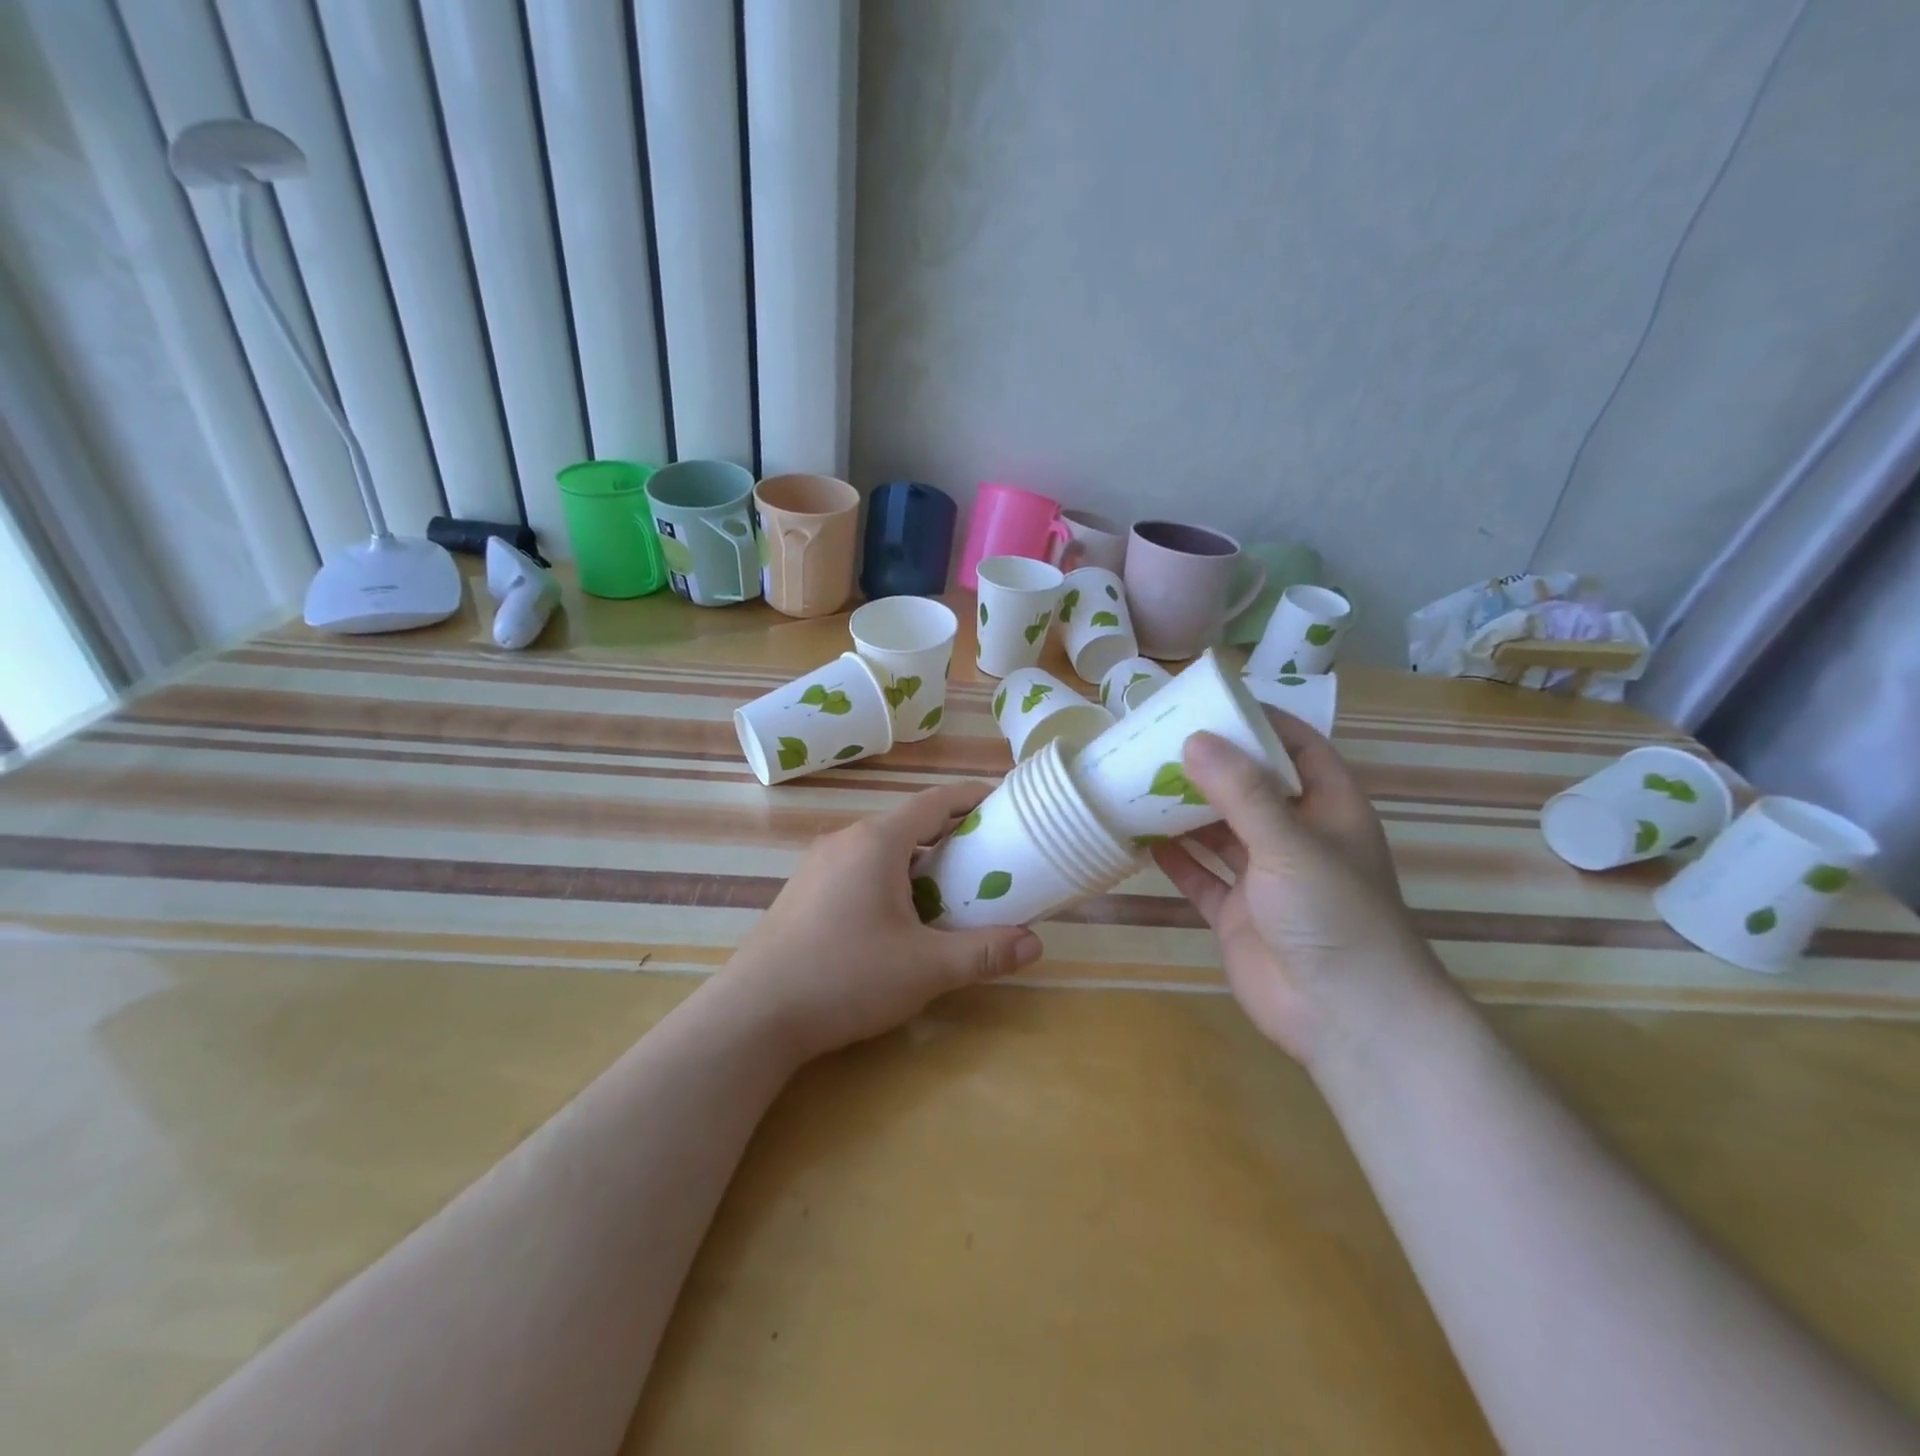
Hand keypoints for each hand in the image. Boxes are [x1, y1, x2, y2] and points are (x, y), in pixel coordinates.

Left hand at [720, 782, 1043, 1060]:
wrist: (753, 1015)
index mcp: (876, 841)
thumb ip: (983, 953)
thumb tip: (1035, 945)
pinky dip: (889, 876)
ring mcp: (817, 864)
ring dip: (918, 859)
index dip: (972, 797)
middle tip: (987, 857)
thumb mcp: (924, 968)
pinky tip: (897, 916)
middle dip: (950, 834)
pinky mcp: (802, 891)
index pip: (935, 801)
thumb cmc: (845, 977)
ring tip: (949, 889)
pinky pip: (857, 868)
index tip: (1004, 802)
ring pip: (880, 848)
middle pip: (908, 823)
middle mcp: (845, 840)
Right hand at [1150, 709, 1443, 1064]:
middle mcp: (1296, 838)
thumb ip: (1241, 792)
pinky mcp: (1237, 914)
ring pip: (1219, 832)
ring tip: (1138, 781)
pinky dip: (1174, 860)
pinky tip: (1140, 839)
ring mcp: (1265, 879)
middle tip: (1158, 740)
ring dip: (1185, 811)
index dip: (1260, 723)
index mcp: (1328, 810)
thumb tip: (1194, 738)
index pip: (1297, 748)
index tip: (1212, 702)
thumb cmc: (1332, 915)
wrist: (1344, 1017)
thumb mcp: (1289, 843)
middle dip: (1209, 766)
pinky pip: (1200, 877)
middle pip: (1250, 788)